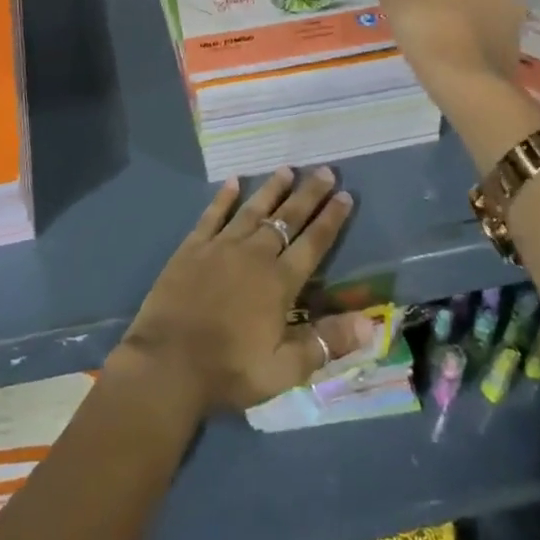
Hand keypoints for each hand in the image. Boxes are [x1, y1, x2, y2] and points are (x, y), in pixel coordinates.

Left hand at [117, 167, 373, 413]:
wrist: (168, 362)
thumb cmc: (229, 370)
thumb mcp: (285, 369)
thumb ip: (327, 342)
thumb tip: (371, 322)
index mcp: (279, 282)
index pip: (313, 244)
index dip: (331, 219)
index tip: (346, 195)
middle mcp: (254, 255)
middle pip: (287, 219)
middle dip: (308, 194)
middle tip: (325, 170)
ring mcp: (221, 247)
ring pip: (253, 210)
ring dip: (272, 189)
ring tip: (287, 169)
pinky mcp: (192, 247)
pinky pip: (213, 215)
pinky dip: (224, 197)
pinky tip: (233, 181)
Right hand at [379, 0, 523, 87]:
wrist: (465, 77)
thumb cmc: (426, 24)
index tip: (410, 2)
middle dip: (444, 2)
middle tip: (420, 25)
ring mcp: (510, 12)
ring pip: (474, 13)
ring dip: (459, 25)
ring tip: (434, 48)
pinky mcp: (515, 42)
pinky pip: (484, 39)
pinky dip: (470, 47)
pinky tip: (452, 62)